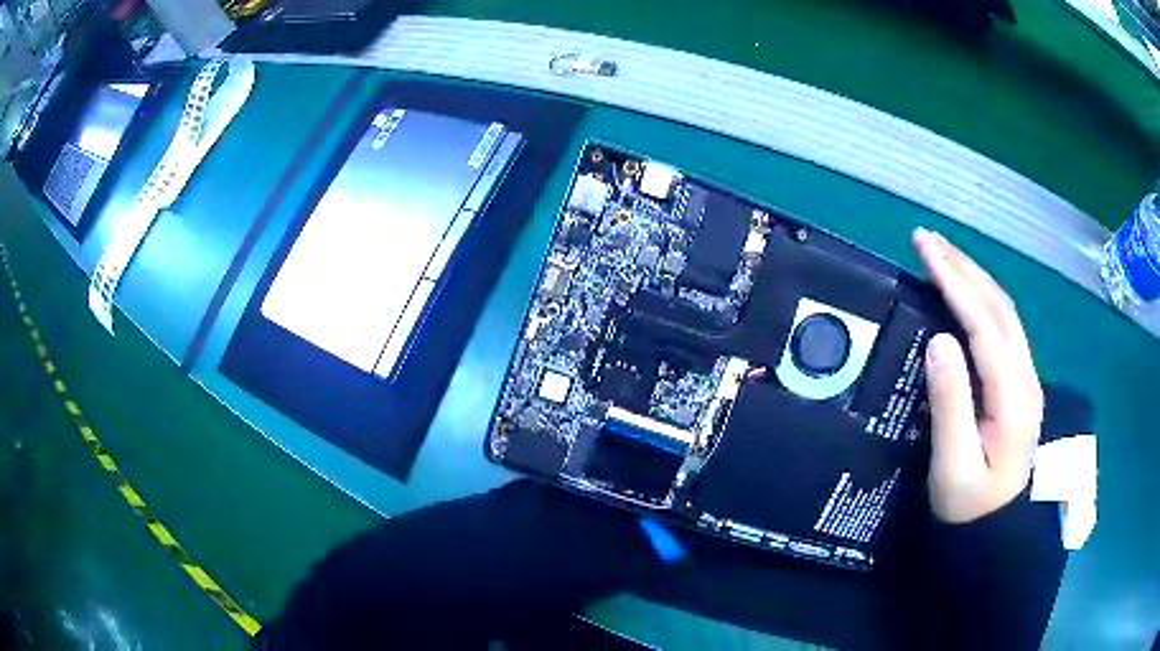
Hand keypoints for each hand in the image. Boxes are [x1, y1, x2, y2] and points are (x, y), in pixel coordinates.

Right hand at [914, 229, 1043, 522]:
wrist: (995, 530)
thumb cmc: (969, 506)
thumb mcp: (953, 466)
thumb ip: (951, 405)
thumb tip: (939, 341)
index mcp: (1014, 398)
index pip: (986, 325)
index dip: (956, 283)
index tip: (925, 249)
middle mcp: (1027, 377)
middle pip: (1000, 307)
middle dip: (964, 267)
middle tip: (926, 239)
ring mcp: (1028, 378)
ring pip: (1004, 312)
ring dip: (974, 277)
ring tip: (942, 254)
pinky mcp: (1021, 382)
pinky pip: (1003, 327)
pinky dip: (982, 298)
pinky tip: (966, 291)